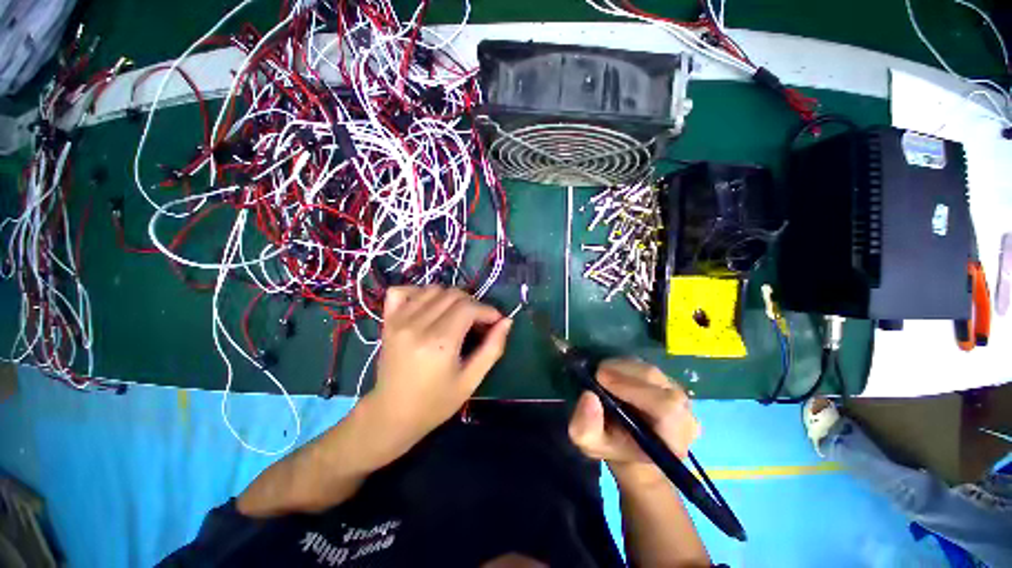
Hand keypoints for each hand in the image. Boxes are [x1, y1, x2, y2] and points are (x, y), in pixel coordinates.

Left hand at [362, 285, 512, 454]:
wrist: (392, 414)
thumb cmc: (435, 403)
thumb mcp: (471, 380)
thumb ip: (492, 348)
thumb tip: (507, 321)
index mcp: (439, 343)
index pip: (469, 308)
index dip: (488, 310)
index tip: (495, 321)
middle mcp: (417, 325)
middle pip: (453, 294)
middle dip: (472, 304)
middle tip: (477, 322)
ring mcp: (399, 321)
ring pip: (433, 289)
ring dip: (451, 298)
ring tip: (456, 315)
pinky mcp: (388, 321)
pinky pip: (402, 291)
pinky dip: (419, 292)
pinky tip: (428, 306)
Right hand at [568, 358, 700, 483]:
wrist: (628, 443)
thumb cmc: (613, 447)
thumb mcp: (590, 443)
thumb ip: (586, 426)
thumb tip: (589, 396)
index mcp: (672, 440)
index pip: (666, 408)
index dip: (634, 388)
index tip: (601, 379)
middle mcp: (684, 416)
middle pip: (658, 382)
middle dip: (624, 372)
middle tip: (596, 372)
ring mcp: (678, 396)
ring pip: (651, 371)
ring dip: (622, 367)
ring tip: (601, 372)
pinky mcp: (668, 382)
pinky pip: (647, 367)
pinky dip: (626, 365)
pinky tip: (612, 372)